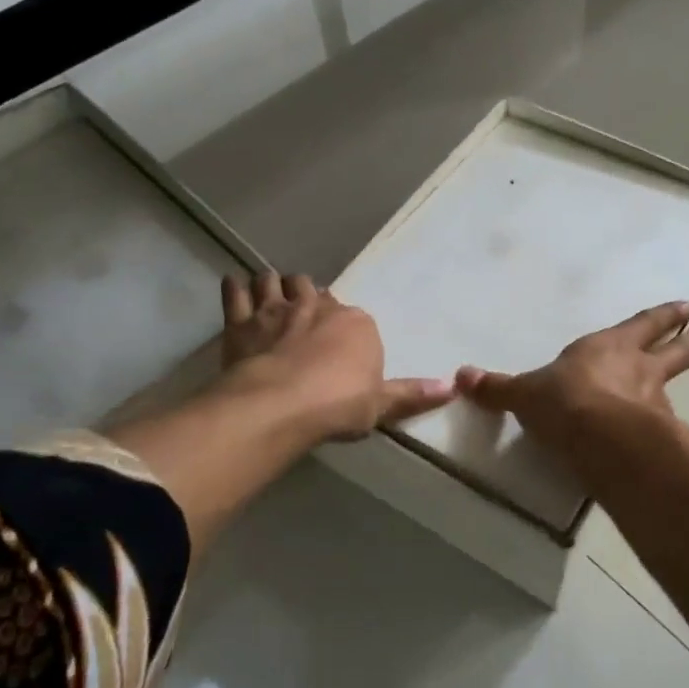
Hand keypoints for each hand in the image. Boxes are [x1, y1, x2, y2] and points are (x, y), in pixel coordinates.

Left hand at [221, 273, 453, 441]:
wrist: (280, 405)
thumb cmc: (338, 405)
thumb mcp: (381, 404)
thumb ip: (413, 394)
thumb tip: (453, 386)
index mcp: (356, 324)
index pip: (355, 317)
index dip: (345, 328)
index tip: (340, 342)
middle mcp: (319, 307)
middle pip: (316, 291)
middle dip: (311, 298)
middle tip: (306, 315)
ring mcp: (278, 309)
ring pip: (277, 281)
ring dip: (275, 285)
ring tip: (272, 294)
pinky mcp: (242, 320)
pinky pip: (236, 292)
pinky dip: (236, 287)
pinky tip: (235, 285)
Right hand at [454, 302, 688, 449]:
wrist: (599, 439)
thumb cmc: (564, 401)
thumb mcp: (524, 393)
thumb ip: (498, 388)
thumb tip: (460, 377)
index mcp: (609, 348)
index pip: (642, 325)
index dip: (662, 317)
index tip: (687, 307)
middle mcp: (638, 369)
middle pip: (673, 350)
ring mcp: (653, 402)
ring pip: (673, 385)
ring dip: (681, 380)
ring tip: (686, 388)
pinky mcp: (657, 435)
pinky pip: (665, 426)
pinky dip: (667, 427)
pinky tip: (667, 436)